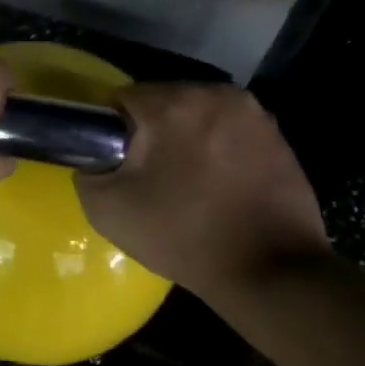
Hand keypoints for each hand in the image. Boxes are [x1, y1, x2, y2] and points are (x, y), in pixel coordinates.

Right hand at [78, 84, 328, 300]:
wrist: (269, 272)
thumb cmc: (183, 236)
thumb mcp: (108, 211)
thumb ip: (87, 172)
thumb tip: (96, 157)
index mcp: (171, 104)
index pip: (123, 98)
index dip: (114, 131)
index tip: (121, 164)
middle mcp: (213, 93)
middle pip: (164, 100)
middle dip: (153, 130)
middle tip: (153, 176)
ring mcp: (252, 112)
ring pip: (199, 113)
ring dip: (188, 135)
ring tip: (189, 180)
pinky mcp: (277, 133)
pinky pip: (230, 129)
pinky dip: (220, 146)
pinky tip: (221, 183)